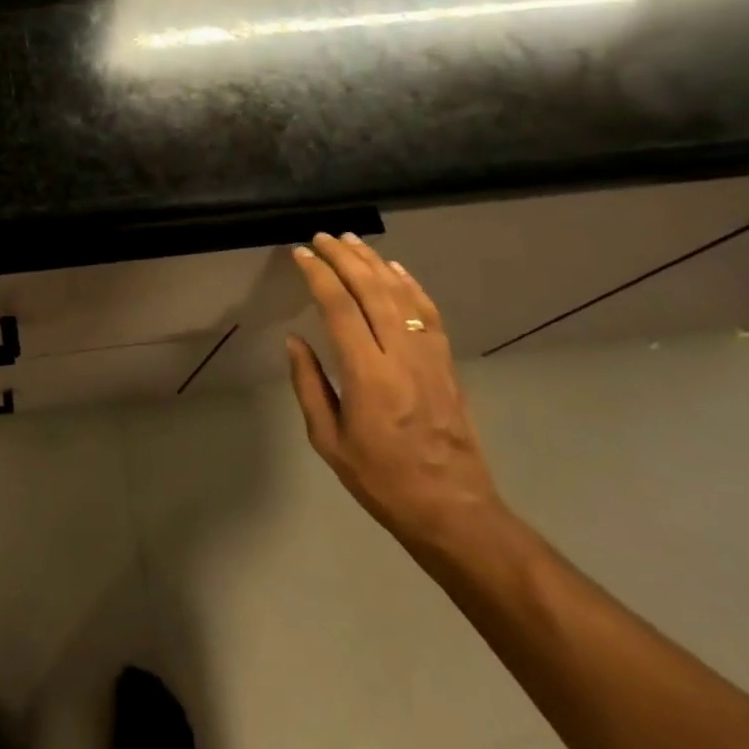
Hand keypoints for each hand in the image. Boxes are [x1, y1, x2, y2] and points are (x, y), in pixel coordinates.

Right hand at [287, 233, 505, 554]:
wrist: (454, 510)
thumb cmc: (382, 480)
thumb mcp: (329, 441)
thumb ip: (309, 385)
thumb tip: (294, 340)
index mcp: (368, 375)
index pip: (339, 308)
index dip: (319, 275)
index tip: (301, 254)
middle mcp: (401, 356)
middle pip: (372, 290)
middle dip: (344, 258)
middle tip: (322, 237)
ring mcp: (429, 357)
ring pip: (401, 295)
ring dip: (374, 263)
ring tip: (352, 241)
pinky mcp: (446, 363)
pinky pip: (428, 313)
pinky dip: (411, 285)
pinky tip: (395, 269)